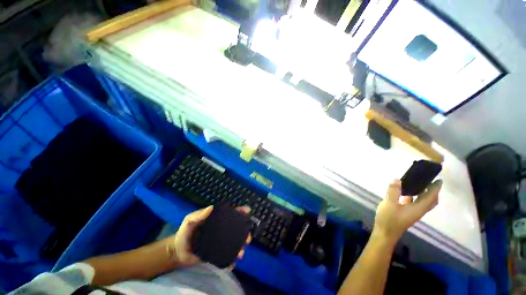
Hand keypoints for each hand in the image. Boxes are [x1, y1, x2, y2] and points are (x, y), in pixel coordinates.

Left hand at [169, 206, 251, 266]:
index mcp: (217, 220)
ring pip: (234, 242)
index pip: (231, 214)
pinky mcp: (217, 253)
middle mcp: (221, 229)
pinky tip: (233, 263)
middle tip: (248, 237)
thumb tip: (211, 207)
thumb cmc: (184, 233)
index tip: (247, 211)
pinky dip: (231, 259)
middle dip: (245, 232)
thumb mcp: (189, 222)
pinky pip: (227, 255)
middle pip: (236, 228)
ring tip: (241, 253)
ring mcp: (220, 242)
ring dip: (241, 247)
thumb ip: (198, 215)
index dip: (240, 211)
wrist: (177, 252)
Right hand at [373, 179, 441, 243]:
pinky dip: (415, 197)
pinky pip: (415, 203)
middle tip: (430, 181)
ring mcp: (412, 213)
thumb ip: (393, 192)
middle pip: (430, 201)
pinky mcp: (406, 213)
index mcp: (418, 208)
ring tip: (420, 184)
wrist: (385, 233)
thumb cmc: (389, 219)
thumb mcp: (389, 204)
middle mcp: (418, 210)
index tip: (438, 180)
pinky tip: (406, 192)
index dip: (435, 189)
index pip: (430, 197)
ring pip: (423, 202)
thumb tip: (397, 179)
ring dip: (425, 194)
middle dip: (433, 192)